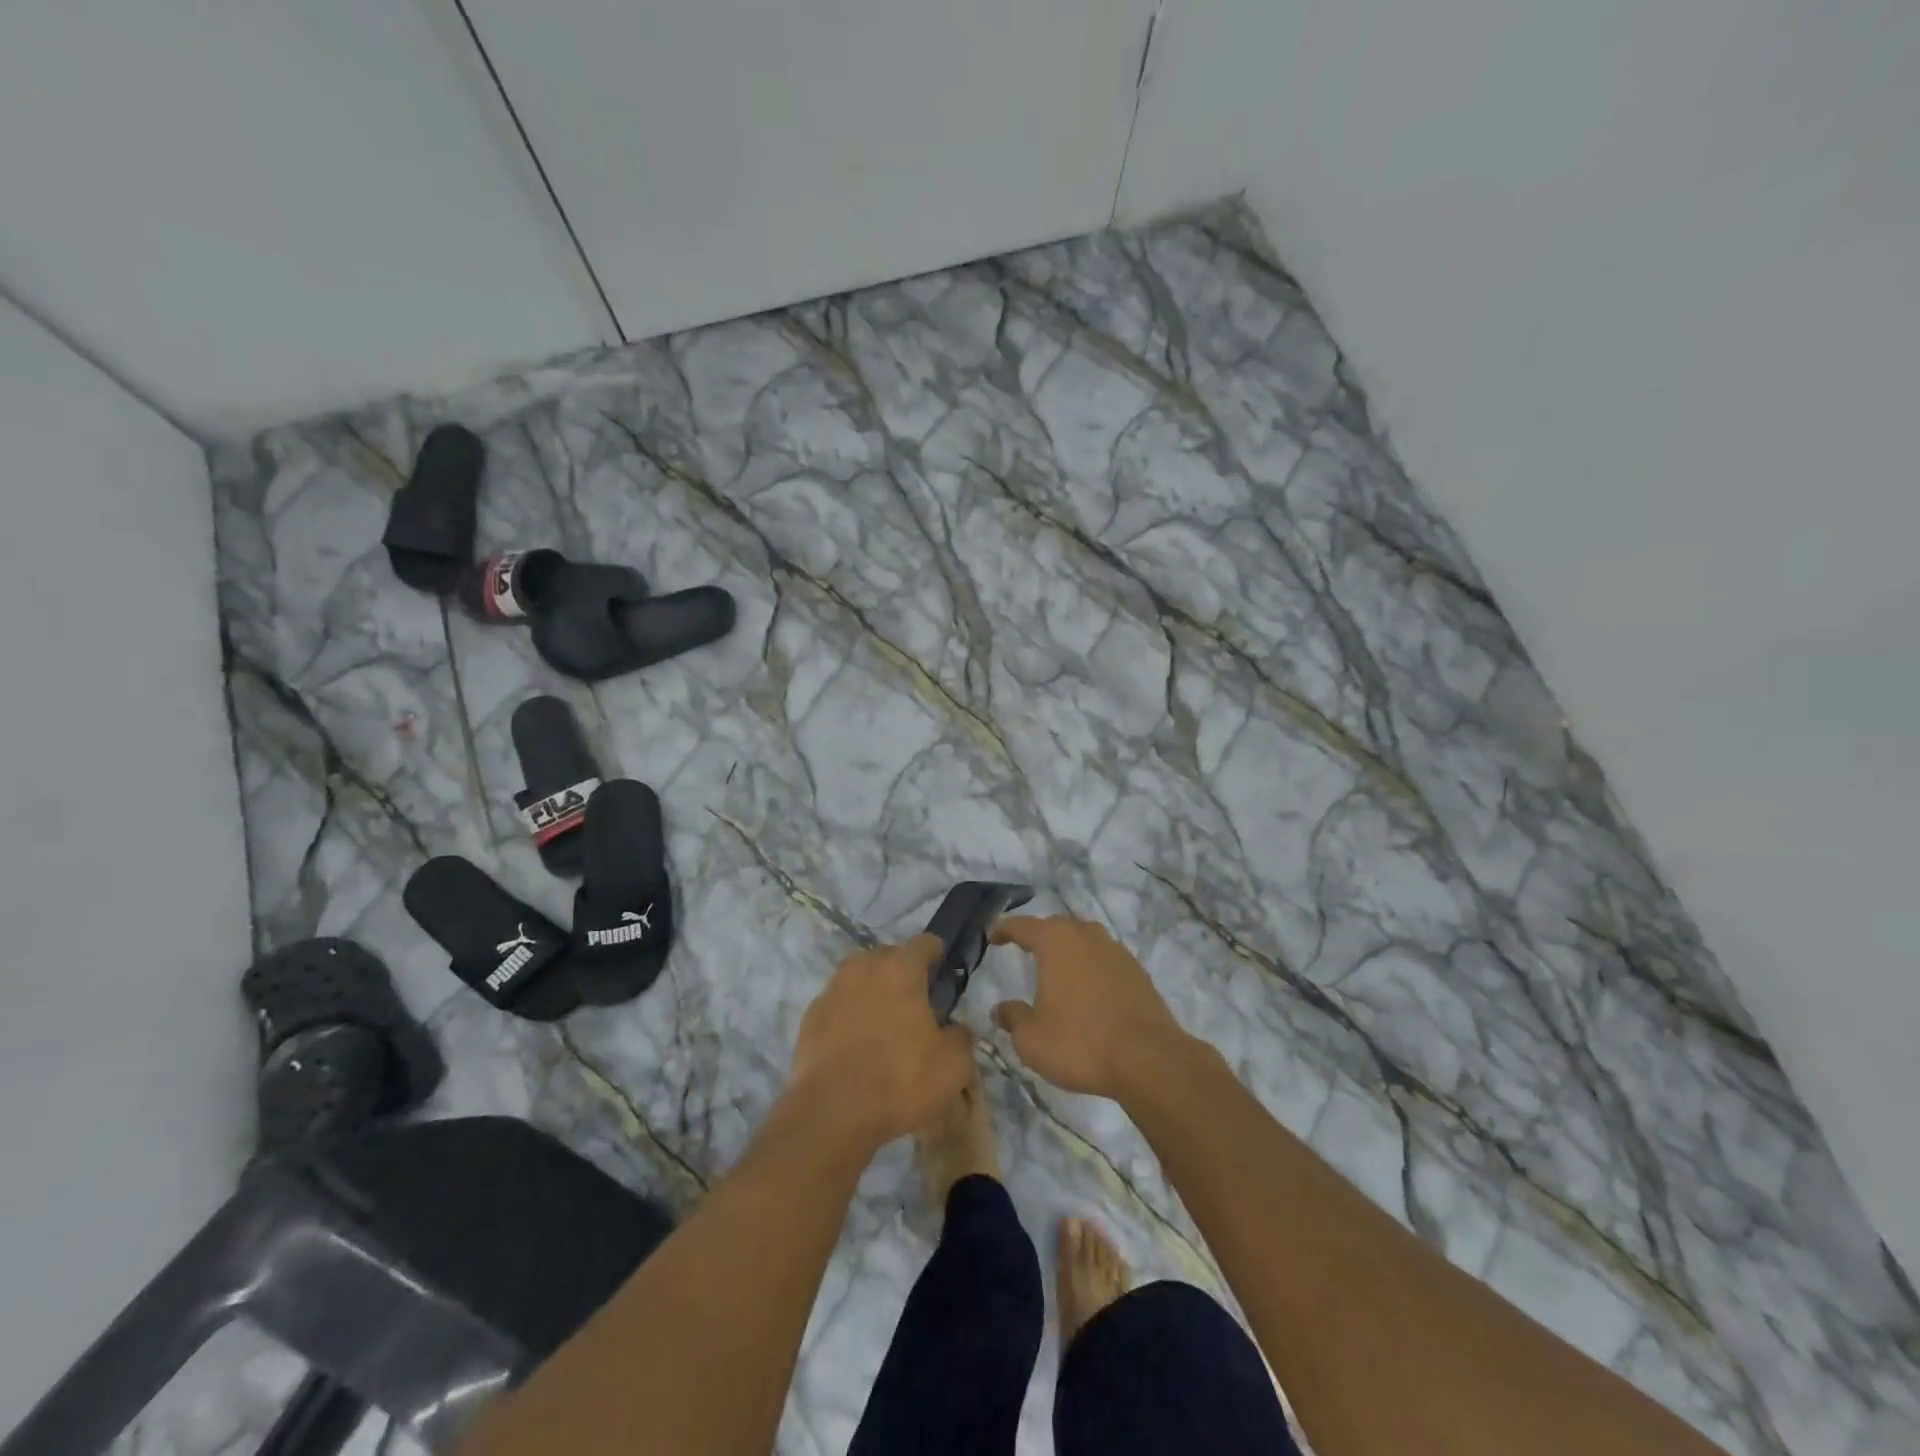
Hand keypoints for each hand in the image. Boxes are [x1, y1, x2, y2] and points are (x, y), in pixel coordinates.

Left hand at [788, 934, 975, 1150]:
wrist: (831, 1112)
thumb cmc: (899, 1080)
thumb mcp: (952, 1066)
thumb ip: (961, 1038)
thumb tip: (957, 1029)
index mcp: (901, 969)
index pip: (924, 943)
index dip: (936, 951)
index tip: (942, 964)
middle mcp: (864, 968)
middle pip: (887, 956)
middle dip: (902, 969)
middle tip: (915, 997)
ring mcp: (832, 990)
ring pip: (858, 977)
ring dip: (872, 989)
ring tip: (884, 1017)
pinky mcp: (810, 1017)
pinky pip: (837, 1004)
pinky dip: (849, 1013)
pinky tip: (856, 1040)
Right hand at [989, 915, 1185, 1099]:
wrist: (1148, 1059)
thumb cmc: (1080, 1043)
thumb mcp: (1032, 1039)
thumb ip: (1013, 1018)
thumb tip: (1000, 1010)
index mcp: (1055, 942)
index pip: (1022, 925)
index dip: (1003, 928)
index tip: (992, 935)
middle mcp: (1085, 935)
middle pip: (1056, 926)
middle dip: (1038, 935)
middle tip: (1023, 948)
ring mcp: (1115, 950)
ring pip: (1083, 939)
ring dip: (1067, 948)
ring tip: (1056, 967)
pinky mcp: (1136, 970)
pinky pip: (1104, 958)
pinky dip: (1090, 965)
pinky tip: (1087, 988)